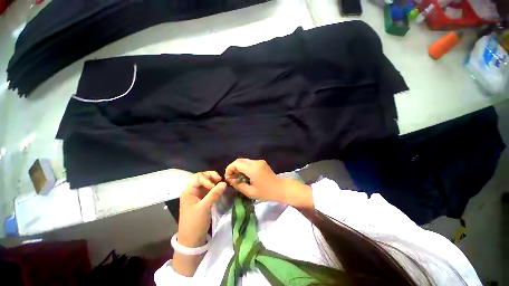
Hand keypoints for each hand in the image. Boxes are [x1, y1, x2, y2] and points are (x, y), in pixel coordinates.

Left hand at [178, 171, 226, 247]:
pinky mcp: (202, 200)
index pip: (198, 177)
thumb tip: (224, 183)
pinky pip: (209, 190)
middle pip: (202, 177)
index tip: (214, 186)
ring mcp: (198, 195)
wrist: (192, 241)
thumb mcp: (204, 208)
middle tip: (220, 180)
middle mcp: (192, 191)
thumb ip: (214, 194)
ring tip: (221, 184)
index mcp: (188, 191)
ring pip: (206, 183)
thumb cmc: (195, 223)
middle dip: (211, 177)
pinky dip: (215, 188)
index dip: (207, 178)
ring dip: (214, 182)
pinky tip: (220, 190)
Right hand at [225, 158, 313, 207]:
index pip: (236, 163)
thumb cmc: (266, 192)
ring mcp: (259, 161)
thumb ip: (238, 185)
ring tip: (238, 177)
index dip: (229, 169)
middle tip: (232, 177)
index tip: (228, 177)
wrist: (280, 189)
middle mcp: (256, 162)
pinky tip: (245, 175)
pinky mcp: (261, 162)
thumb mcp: (250, 192)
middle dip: (233, 167)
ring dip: (239, 167)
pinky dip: (245, 167)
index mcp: (252, 169)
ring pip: (244, 161)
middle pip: (240, 160)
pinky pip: (250, 162)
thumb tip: (230, 180)